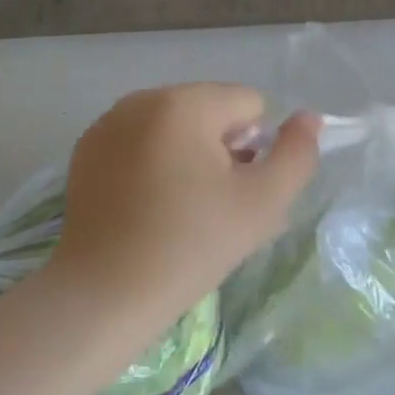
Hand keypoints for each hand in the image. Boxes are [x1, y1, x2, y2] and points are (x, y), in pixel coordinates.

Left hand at [49, 83, 319, 316]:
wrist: (104, 295)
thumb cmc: (190, 246)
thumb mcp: (262, 204)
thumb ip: (297, 154)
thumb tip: (308, 118)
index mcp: (184, 103)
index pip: (249, 104)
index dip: (256, 149)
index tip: (235, 193)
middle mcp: (142, 98)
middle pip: (211, 111)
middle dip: (223, 150)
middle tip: (213, 207)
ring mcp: (108, 123)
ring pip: (176, 126)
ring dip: (190, 156)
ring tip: (181, 210)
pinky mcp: (87, 150)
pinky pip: (141, 141)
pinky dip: (153, 164)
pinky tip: (146, 208)